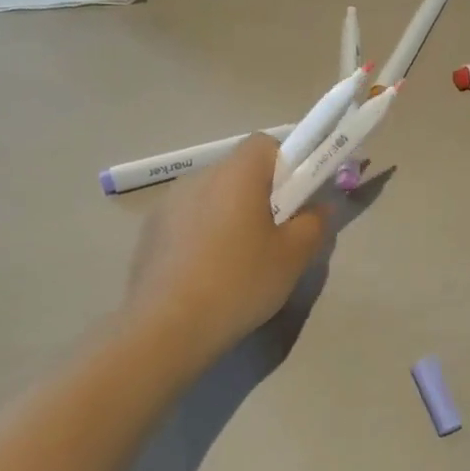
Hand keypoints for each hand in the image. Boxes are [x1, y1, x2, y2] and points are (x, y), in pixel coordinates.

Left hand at [126, 134, 329, 365]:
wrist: (166, 327)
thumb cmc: (239, 282)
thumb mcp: (293, 257)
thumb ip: (314, 223)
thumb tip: (319, 207)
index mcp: (237, 173)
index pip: (265, 144)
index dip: (286, 165)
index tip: (294, 201)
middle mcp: (199, 177)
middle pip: (239, 171)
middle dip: (260, 195)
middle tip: (274, 237)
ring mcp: (168, 203)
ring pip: (212, 197)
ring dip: (229, 216)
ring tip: (238, 263)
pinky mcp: (150, 231)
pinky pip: (188, 221)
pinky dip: (203, 236)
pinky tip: (206, 276)